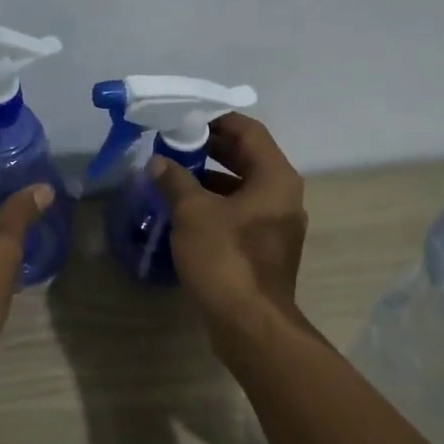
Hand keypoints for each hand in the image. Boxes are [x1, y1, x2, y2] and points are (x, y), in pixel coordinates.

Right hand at [151, 113, 307, 338]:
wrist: (249, 323)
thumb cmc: (224, 258)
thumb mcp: (192, 213)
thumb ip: (175, 180)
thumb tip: (159, 162)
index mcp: (275, 177)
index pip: (249, 131)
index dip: (217, 120)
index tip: (185, 119)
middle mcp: (283, 195)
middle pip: (247, 158)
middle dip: (210, 149)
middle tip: (174, 145)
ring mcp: (277, 224)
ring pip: (242, 188)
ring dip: (210, 179)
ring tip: (173, 176)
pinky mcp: (265, 248)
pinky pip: (240, 213)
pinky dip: (216, 206)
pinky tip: (185, 212)